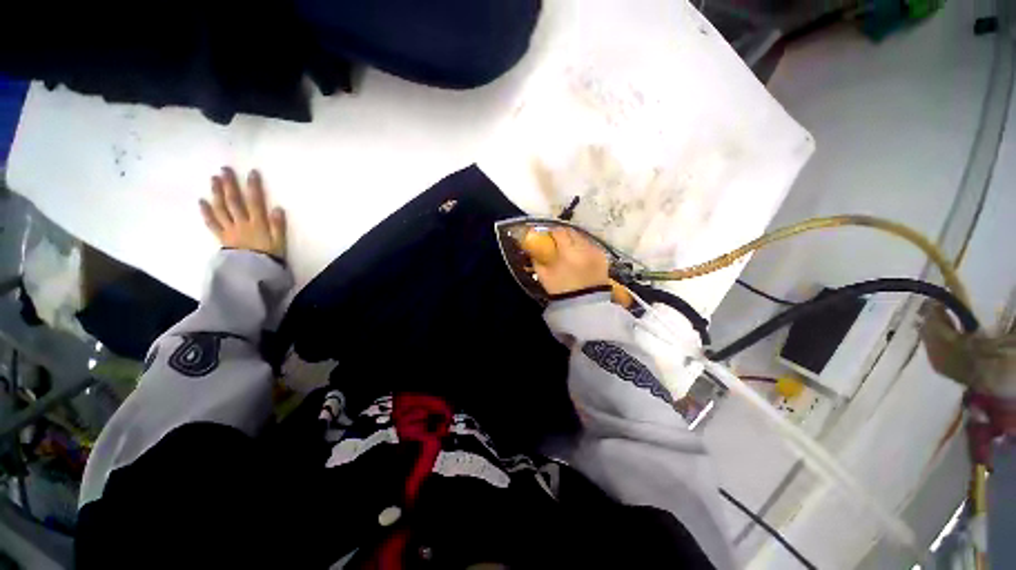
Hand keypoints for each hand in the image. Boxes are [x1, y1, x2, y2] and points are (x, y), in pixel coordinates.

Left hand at [199, 167, 286, 258]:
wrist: (253, 273)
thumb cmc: (270, 257)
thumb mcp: (280, 242)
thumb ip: (278, 226)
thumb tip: (277, 208)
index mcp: (258, 223)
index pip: (255, 201)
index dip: (253, 187)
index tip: (251, 172)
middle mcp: (241, 223)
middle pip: (234, 201)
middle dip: (229, 184)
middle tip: (225, 169)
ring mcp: (229, 229)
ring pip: (221, 208)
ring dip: (217, 193)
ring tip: (214, 179)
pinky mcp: (222, 236)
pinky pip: (212, 223)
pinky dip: (206, 211)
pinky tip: (202, 201)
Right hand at [531, 228, 609, 295]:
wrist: (585, 305)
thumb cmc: (561, 291)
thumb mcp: (543, 276)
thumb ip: (537, 260)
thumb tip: (532, 248)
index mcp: (568, 252)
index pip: (559, 232)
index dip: (551, 231)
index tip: (547, 236)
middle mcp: (583, 248)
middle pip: (572, 231)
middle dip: (563, 234)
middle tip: (556, 241)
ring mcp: (595, 251)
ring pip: (582, 237)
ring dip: (574, 240)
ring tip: (568, 249)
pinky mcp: (603, 256)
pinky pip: (590, 245)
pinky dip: (583, 247)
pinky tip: (579, 256)